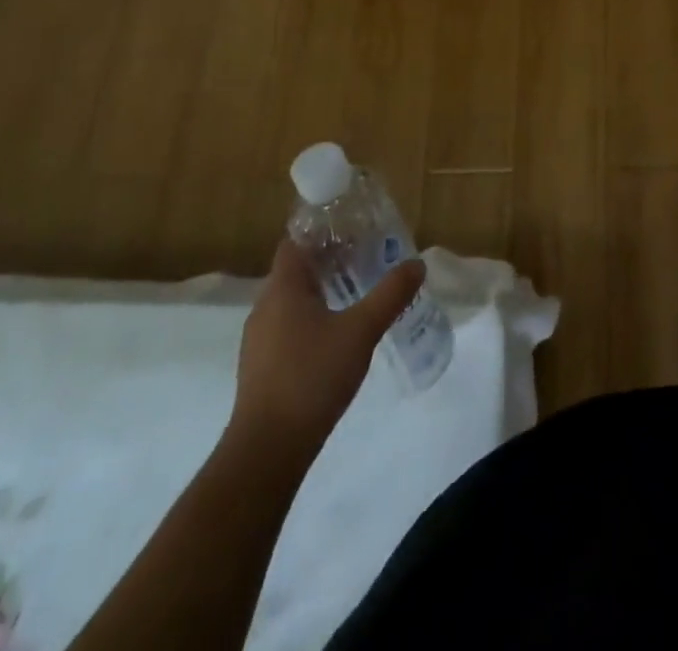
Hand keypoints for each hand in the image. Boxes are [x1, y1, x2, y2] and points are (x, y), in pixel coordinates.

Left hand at [228, 238, 425, 448]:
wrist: (267, 451)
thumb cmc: (312, 377)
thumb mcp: (361, 331)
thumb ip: (390, 294)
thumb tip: (417, 264)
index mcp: (283, 288)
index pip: (297, 241)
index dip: (323, 230)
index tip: (355, 227)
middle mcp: (265, 307)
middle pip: (297, 269)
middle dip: (331, 259)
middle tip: (368, 255)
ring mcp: (259, 339)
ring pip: (294, 299)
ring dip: (323, 290)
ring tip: (359, 290)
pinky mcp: (263, 366)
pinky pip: (289, 325)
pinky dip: (314, 317)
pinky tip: (339, 333)